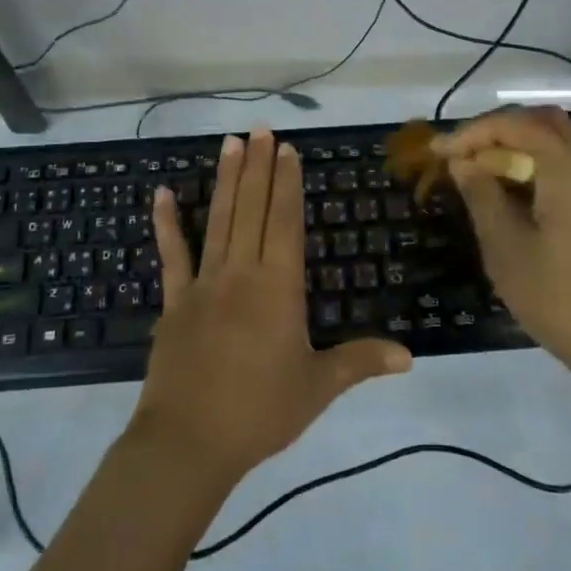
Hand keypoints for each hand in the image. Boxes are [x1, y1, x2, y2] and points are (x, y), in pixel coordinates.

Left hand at [130, 128, 411, 483]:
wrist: (189, 441)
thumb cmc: (260, 412)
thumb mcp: (317, 387)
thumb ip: (360, 362)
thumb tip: (409, 356)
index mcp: (278, 287)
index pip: (285, 222)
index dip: (287, 183)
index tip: (285, 149)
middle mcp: (241, 273)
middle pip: (253, 209)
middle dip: (258, 167)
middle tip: (259, 129)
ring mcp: (204, 284)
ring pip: (219, 221)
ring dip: (226, 180)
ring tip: (229, 143)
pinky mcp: (175, 301)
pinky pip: (172, 255)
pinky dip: (166, 224)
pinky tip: (161, 193)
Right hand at [436, 106, 570, 387]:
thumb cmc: (562, 300)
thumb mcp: (506, 249)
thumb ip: (481, 195)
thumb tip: (464, 163)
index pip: (516, 125)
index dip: (472, 132)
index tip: (438, 152)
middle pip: (544, 123)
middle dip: (499, 131)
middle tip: (464, 155)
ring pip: (563, 142)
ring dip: (521, 147)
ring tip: (485, 174)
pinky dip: (543, 166)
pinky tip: (519, 195)